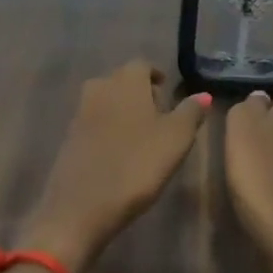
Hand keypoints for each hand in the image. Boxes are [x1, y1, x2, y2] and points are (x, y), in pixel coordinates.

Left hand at [19, 61, 211, 272]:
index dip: (157, 77)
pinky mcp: (69, 137)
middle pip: (124, 81)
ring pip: (108, 101)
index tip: (169, 96)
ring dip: (124, 112)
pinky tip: (120, 154)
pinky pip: (95, 123)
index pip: (143, 65)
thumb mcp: (176, 139)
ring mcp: (80, 112)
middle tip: (160, 118)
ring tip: (143, 138)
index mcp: (126, 80)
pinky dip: (109, 130)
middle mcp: (100, 87)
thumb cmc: (136, 165)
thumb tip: (203, 94)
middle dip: (142, 94)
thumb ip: (191, 112)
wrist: (80, 206)